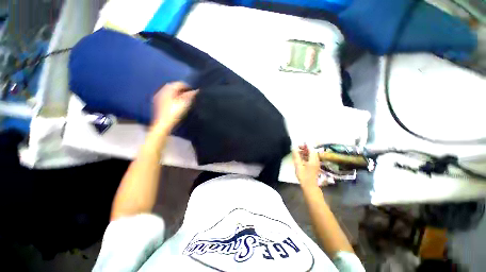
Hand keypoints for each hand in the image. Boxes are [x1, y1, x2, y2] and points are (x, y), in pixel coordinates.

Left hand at [152, 82, 197, 131]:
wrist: (164, 125)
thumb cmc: (175, 113)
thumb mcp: (185, 103)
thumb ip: (191, 95)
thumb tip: (197, 90)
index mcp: (168, 89)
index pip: (179, 83)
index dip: (188, 86)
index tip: (195, 91)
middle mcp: (162, 91)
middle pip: (174, 87)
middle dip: (183, 89)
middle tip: (191, 95)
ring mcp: (159, 98)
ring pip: (171, 92)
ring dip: (178, 94)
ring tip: (186, 99)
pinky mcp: (159, 104)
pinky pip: (168, 97)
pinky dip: (174, 98)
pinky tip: (178, 103)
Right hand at [292, 144, 321, 188]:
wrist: (310, 187)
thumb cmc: (304, 176)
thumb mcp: (298, 165)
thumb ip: (296, 156)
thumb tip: (294, 148)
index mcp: (313, 159)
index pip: (311, 148)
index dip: (305, 145)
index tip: (298, 144)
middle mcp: (316, 160)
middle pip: (312, 151)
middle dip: (305, 148)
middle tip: (297, 148)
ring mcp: (316, 163)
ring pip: (311, 154)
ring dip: (305, 152)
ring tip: (298, 152)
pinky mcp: (314, 166)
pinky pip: (311, 158)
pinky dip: (306, 156)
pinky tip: (300, 158)